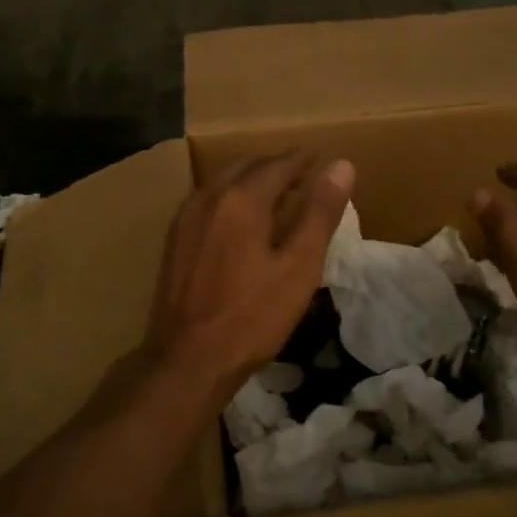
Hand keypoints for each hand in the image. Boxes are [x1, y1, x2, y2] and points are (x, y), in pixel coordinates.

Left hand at [145, 151, 353, 390]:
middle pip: (247, 166)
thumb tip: (341, 165)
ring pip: (223, 181)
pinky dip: (230, 196)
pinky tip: (240, 218)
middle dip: (275, 165)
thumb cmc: (252, 316)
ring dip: (251, 178)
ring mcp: (185, 217)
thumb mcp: (298, 266)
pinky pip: (208, 200)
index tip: (319, 156)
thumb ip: (319, 213)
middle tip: (301, 173)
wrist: (187, 359)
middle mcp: (208, 197)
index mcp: (241, 199)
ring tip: (276, 192)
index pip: (278, 165)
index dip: (302, 160)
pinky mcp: (174, 239)